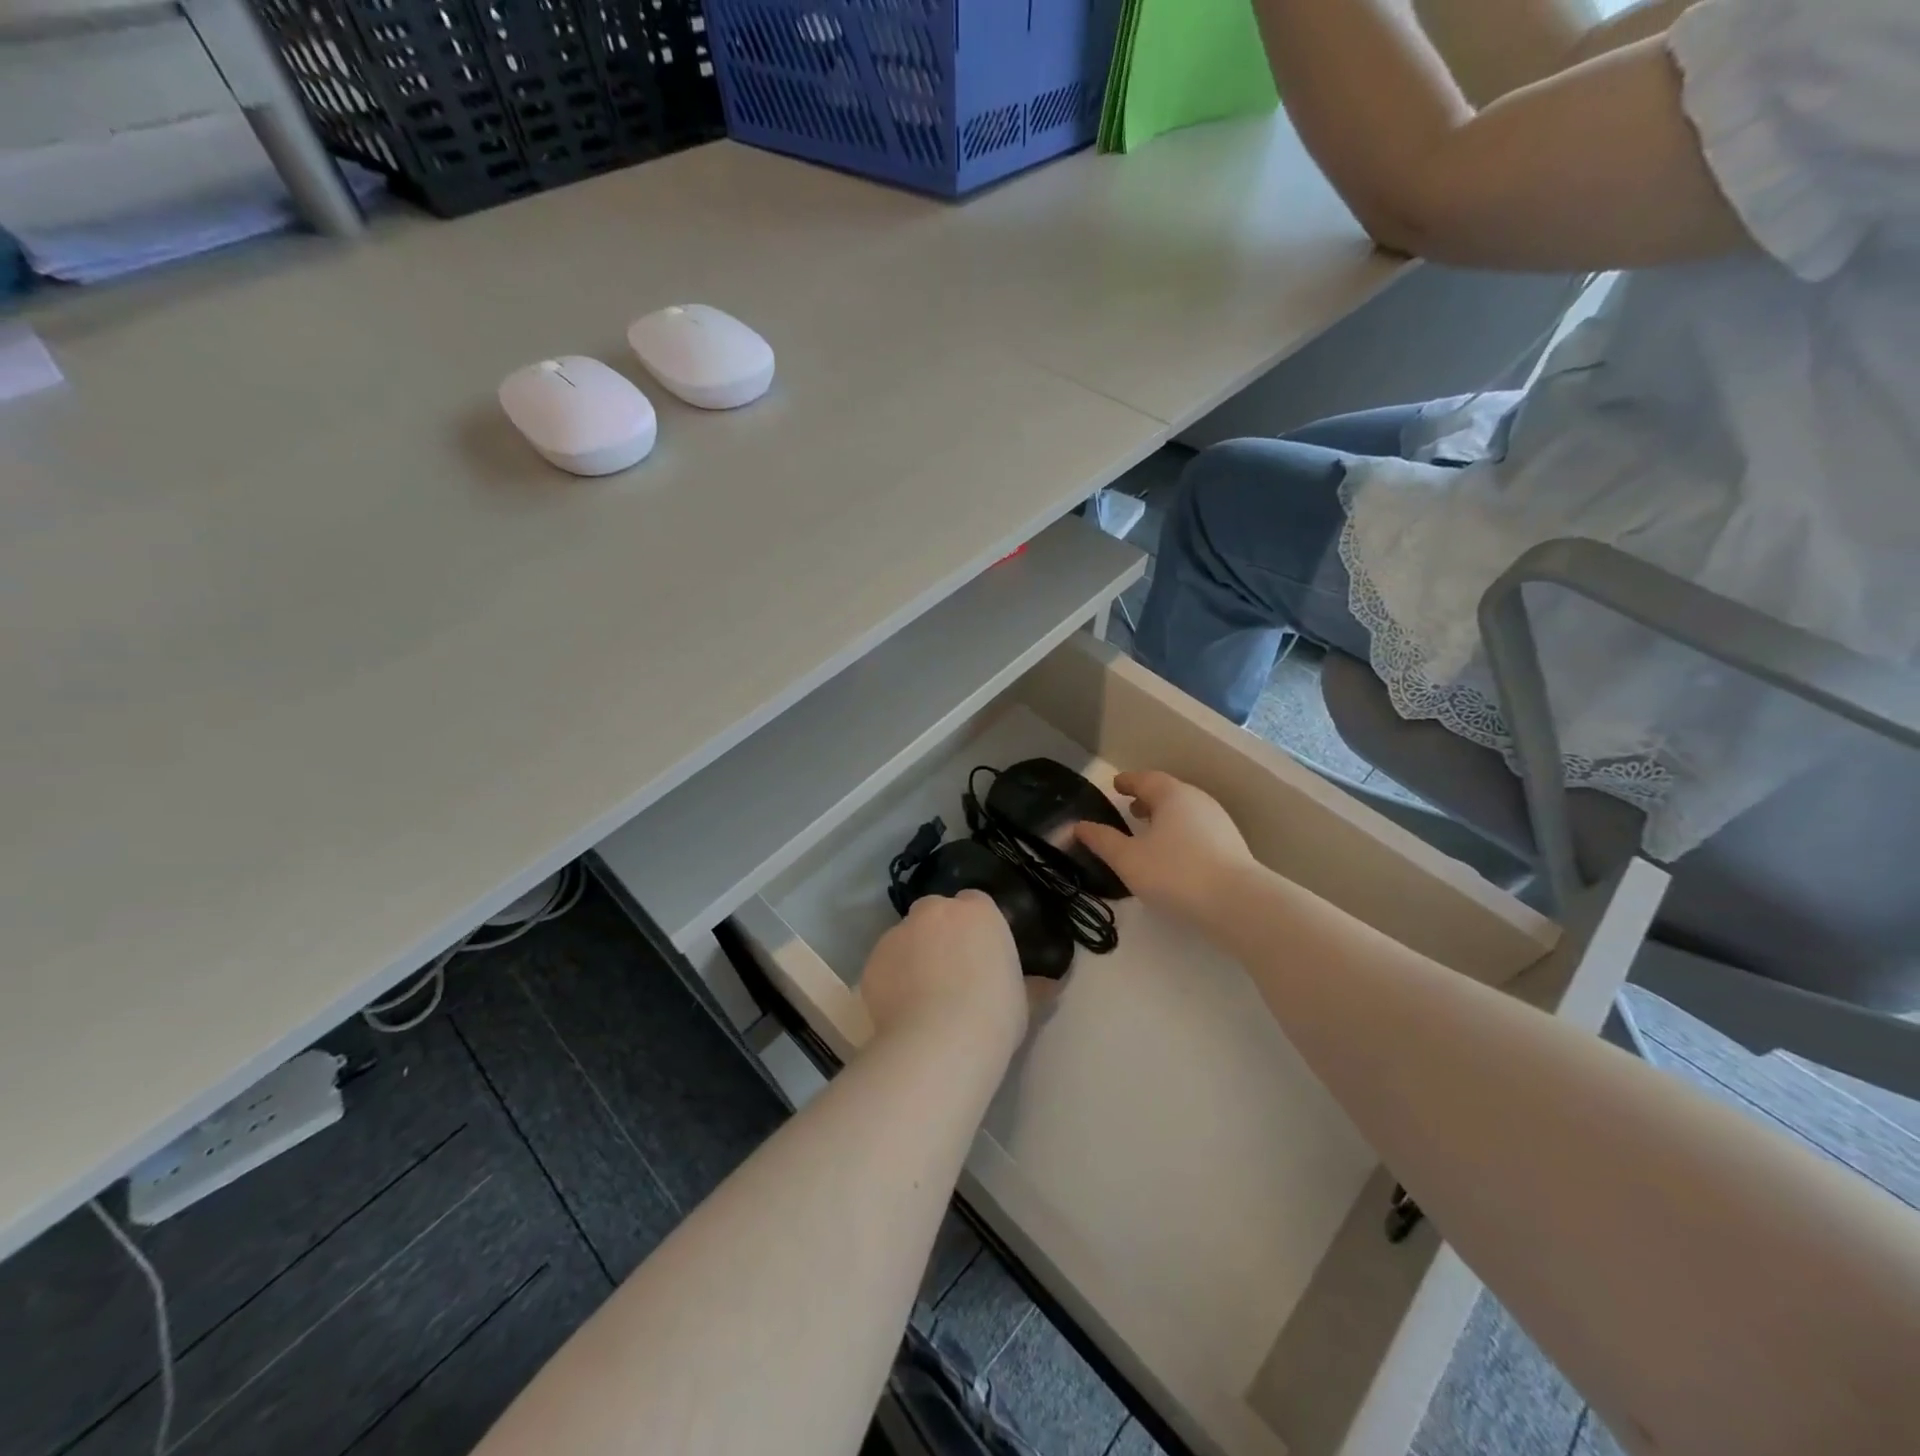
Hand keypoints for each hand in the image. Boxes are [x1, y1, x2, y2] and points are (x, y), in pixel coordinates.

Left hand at [860, 891, 1027, 1054]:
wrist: (939, 1042)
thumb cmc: (994, 1015)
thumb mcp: (1024, 1001)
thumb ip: (1032, 985)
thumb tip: (1049, 986)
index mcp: (978, 911)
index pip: (975, 903)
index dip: (975, 927)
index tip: (979, 954)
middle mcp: (934, 911)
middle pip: (935, 913)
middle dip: (939, 933)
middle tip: (950, 972)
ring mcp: (898, 933)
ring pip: (906, 938)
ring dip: (913, 956)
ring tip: (921, 997)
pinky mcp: (872, 960)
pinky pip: (885, 965)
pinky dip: (891, 980)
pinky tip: (900, 1010)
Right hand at [1076, 770, 1256, 926]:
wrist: (1238, 903)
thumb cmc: (1175, 873)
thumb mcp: (1128, 859)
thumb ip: (1103, 841)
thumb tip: (1079, 826)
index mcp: (1172, 795)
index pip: (1145, 779)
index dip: (1128, 782)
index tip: (1116, 785)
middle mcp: (1198, 801)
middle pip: (1168, 792)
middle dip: (1148, 799)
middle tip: (1131, 809)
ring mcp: (1219, 822)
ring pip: (1186, 811)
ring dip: (1165, 816)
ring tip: (1150, 832)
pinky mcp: (1232, 846)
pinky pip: (1198, 829)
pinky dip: (1181, 832)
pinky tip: (1175, 854)